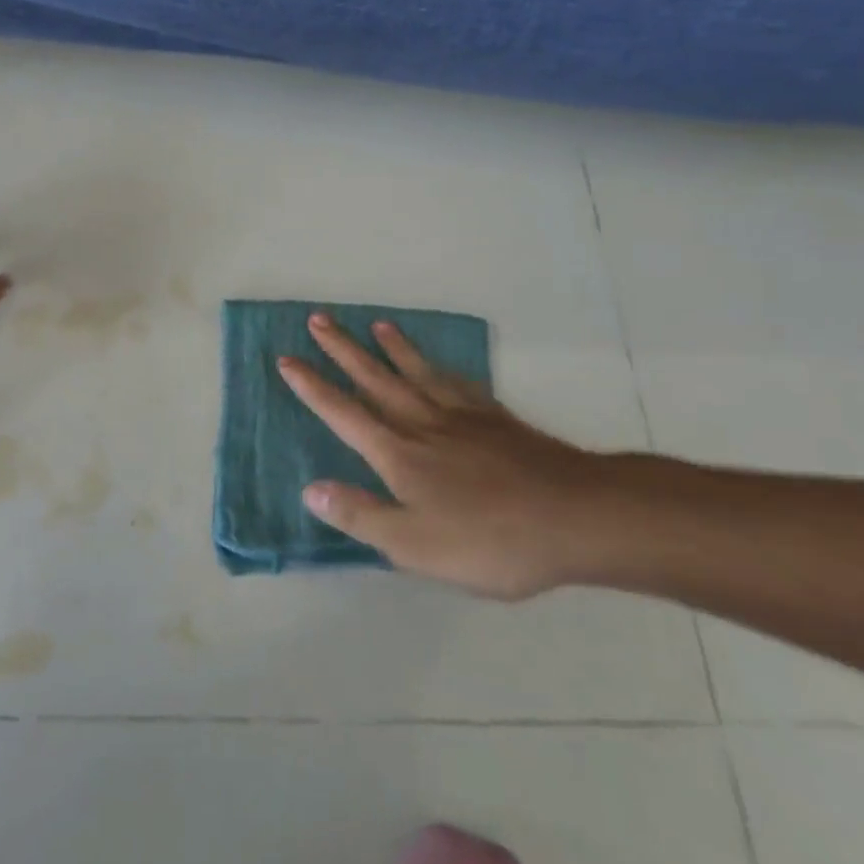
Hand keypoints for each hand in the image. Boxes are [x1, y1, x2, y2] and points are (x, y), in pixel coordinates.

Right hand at [278, 314, 612, 599]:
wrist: (577, 518)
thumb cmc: (490, 539)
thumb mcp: (414, 544)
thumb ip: (360, 515)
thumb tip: (309, 489)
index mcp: (397, 452)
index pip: (342, 413)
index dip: (312, 387)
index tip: (287, 359)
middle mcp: (422, 423)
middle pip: (374, 378)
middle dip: (342, 349)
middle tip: (319, 319)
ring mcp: (462, 417)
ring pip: (416, 373)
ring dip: (391, 348)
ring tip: (376, 324)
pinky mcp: (497, 420)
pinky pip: (459, 384)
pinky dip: (442, 369)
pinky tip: (439, 365)